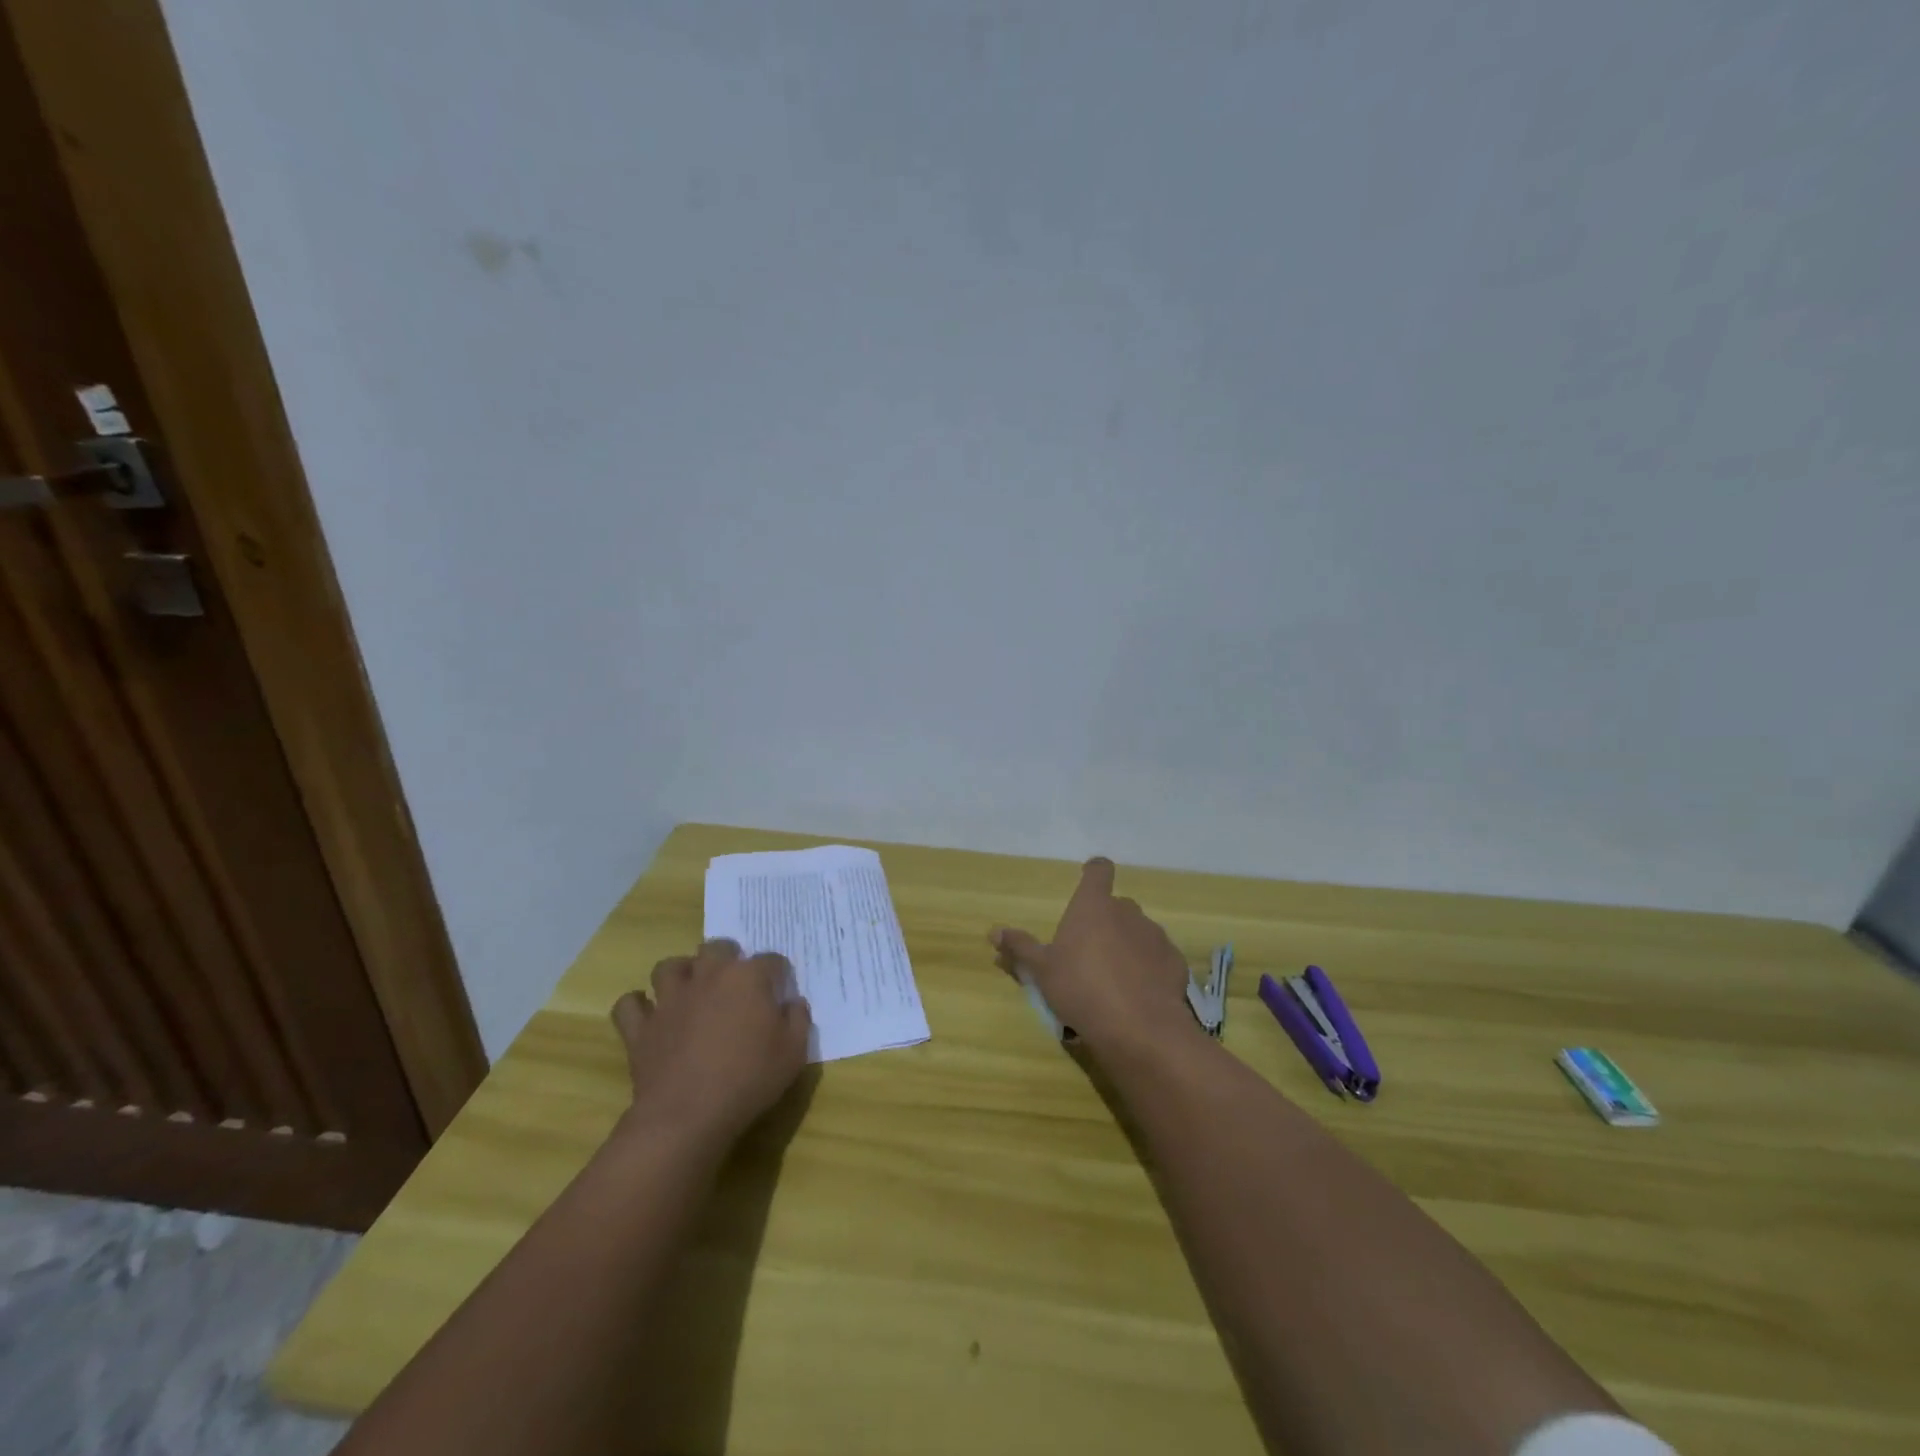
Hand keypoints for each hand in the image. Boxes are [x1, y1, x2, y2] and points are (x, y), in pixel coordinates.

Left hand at [611, 939, 811, 1149]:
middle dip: (728, 957)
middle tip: (735, 983)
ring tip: (690, 990)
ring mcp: (670, 999)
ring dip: (680, 973)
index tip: (780, 994)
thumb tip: (792, 1003)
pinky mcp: (641, 1027)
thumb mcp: (794, 1052)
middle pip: (717, 948)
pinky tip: (649, 1016)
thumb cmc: (749, 1079)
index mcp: (748, 977)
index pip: (771, 960)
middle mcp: (708, 976)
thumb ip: (798, 1019)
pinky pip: (629, 1005)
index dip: (779, 975)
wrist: (688, 1115)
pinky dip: (637, 1006)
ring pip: (668, 966)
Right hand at [991, 858, 1195, 1054]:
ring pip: (1138, 931)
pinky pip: (1157, 957)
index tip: (1088, 880)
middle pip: (1116, 905)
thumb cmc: (1081, 988)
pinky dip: (1148, 968)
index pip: (1099, 870)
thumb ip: (1020, 947)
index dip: (1094, 872)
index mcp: (1093, 906)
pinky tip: (1138, 994)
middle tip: (1089, 950)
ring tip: (1114, 978)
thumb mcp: (1041, 971)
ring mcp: (1154, 935)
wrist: (1139, 1028)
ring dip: (1127, 944)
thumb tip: (994, 931)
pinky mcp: (1174, 961)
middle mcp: (1127, 911)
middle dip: (1105, 921)